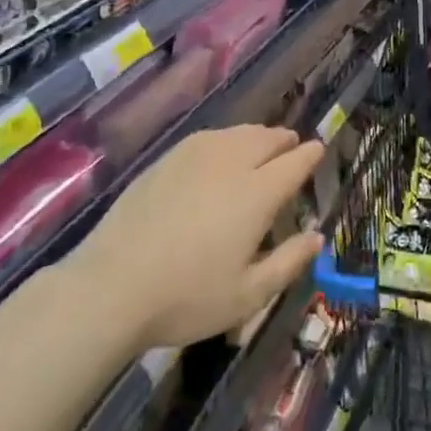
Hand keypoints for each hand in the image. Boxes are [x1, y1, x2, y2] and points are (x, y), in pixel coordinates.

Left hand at [75, 125, 326, 351]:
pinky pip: (210, 137)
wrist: (112, 286)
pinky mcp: (167, 159)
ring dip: (257, 135)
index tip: (318, 150)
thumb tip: (316, 236)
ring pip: (238, 133)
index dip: (309, 155)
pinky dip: (227, 138)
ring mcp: (196, 156)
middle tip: (292, 145)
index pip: (293, 163)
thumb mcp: (247, 295)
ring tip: (262, 143)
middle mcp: (231, 163)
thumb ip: (288, 262)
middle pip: (266, 139)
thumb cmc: (187, 297)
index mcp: (257, 194)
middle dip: (284, 140)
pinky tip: (222, 149)